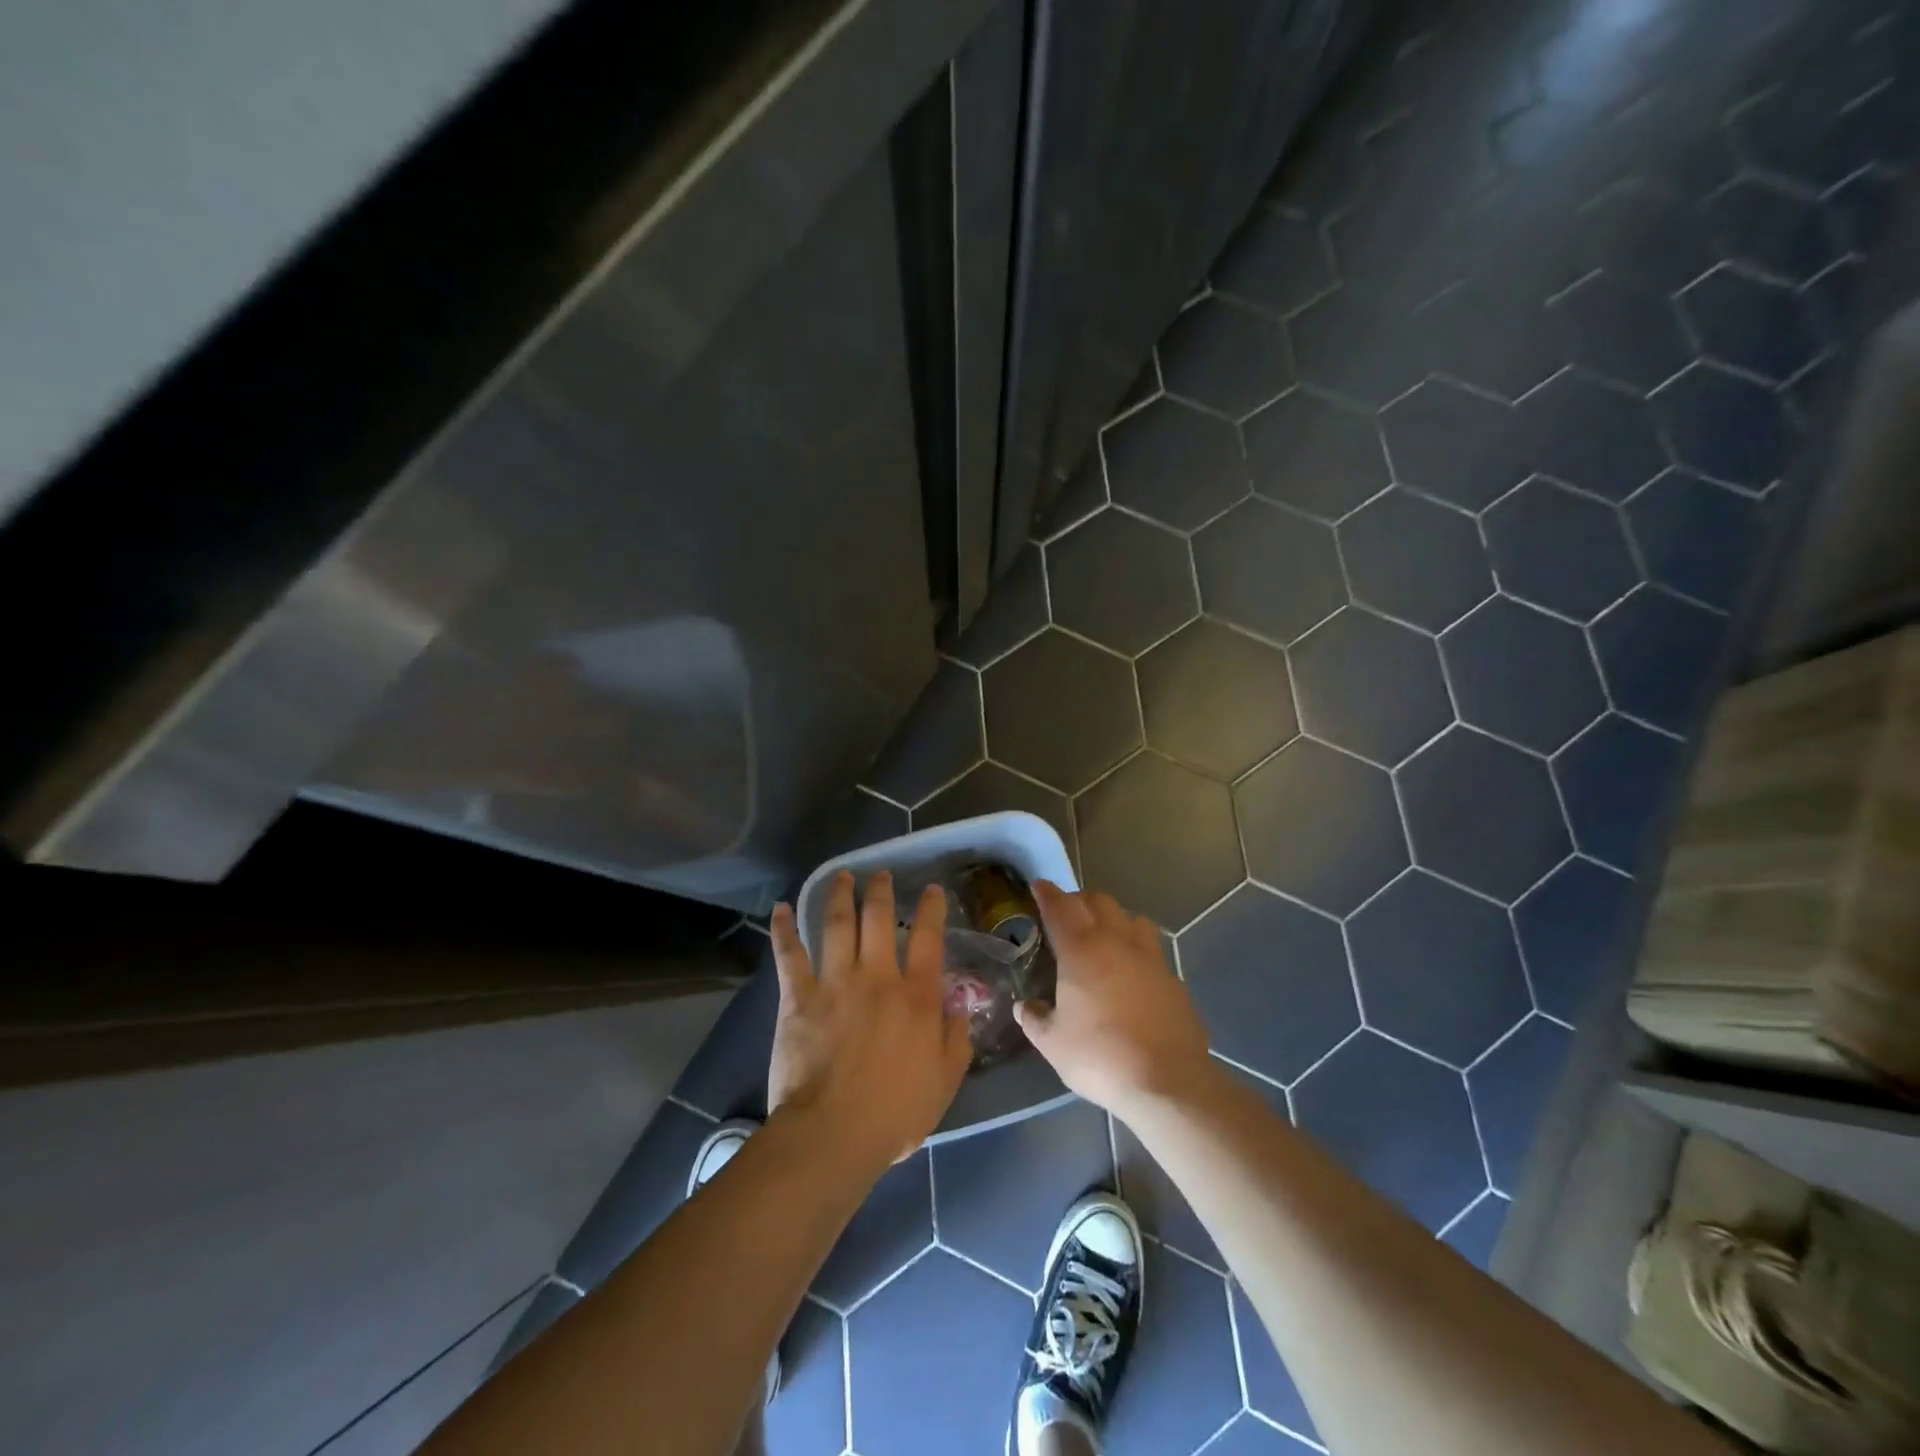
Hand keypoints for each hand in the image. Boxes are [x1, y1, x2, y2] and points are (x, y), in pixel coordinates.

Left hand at [766, 870, 971, 1169]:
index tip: (931, 890)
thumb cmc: (894, 1114)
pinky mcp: (799, 997)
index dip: (931, 909)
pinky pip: (789, 954)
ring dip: (839, 895)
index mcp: (917, 997)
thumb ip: (956, 1040)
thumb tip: (958, 1006)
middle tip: (880, 874)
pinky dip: (783, 928)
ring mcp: (835, 983)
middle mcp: (878, 977)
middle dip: (880, 891)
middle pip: (879, 920)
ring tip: (841, 875)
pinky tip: (781, 907)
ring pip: (837, 924)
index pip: (929, 939)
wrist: (833, 1134)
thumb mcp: (944, 1082)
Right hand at [1015, 881, 1213, 1119]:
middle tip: (1065, 912)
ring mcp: (1149, 957)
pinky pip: (1151, 946)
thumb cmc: (1100, 1057)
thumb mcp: (1053, 1044)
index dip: (1046, 893)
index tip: (1038, 886)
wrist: (1167, 1081)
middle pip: (1097, 901)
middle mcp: (1115, 942)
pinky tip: (1131, 969)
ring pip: (1130, 917)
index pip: (1059, 907)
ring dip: (1112, 916)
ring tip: (1102, 934)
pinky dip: (1136, 945)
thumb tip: (1024, 1007)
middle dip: (1078, 900)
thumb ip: (1035, 1019)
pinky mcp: (1172, 976)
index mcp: (1080, 950)